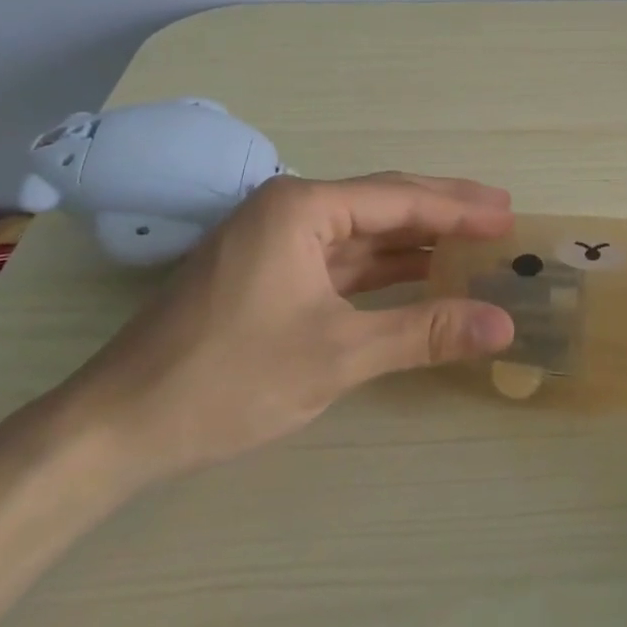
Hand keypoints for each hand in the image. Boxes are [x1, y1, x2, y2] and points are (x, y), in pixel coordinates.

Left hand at [62, 173, 515, 484]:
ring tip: (472, 241)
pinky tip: (418, 273)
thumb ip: (424, 332)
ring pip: (362, 231)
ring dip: (414, 239)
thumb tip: (504, 324)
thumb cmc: (230, 378)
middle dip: (442, 211)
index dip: (459, 208)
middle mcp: (289, 208)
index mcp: (302, 207)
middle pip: (382, 202)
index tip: (508, 214)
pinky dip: (382, 267)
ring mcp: (275, 240)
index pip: (399, 199)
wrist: (117, 427)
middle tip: (500, 214)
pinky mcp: (268, 272)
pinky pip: (339, 258)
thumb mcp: (338, 355)